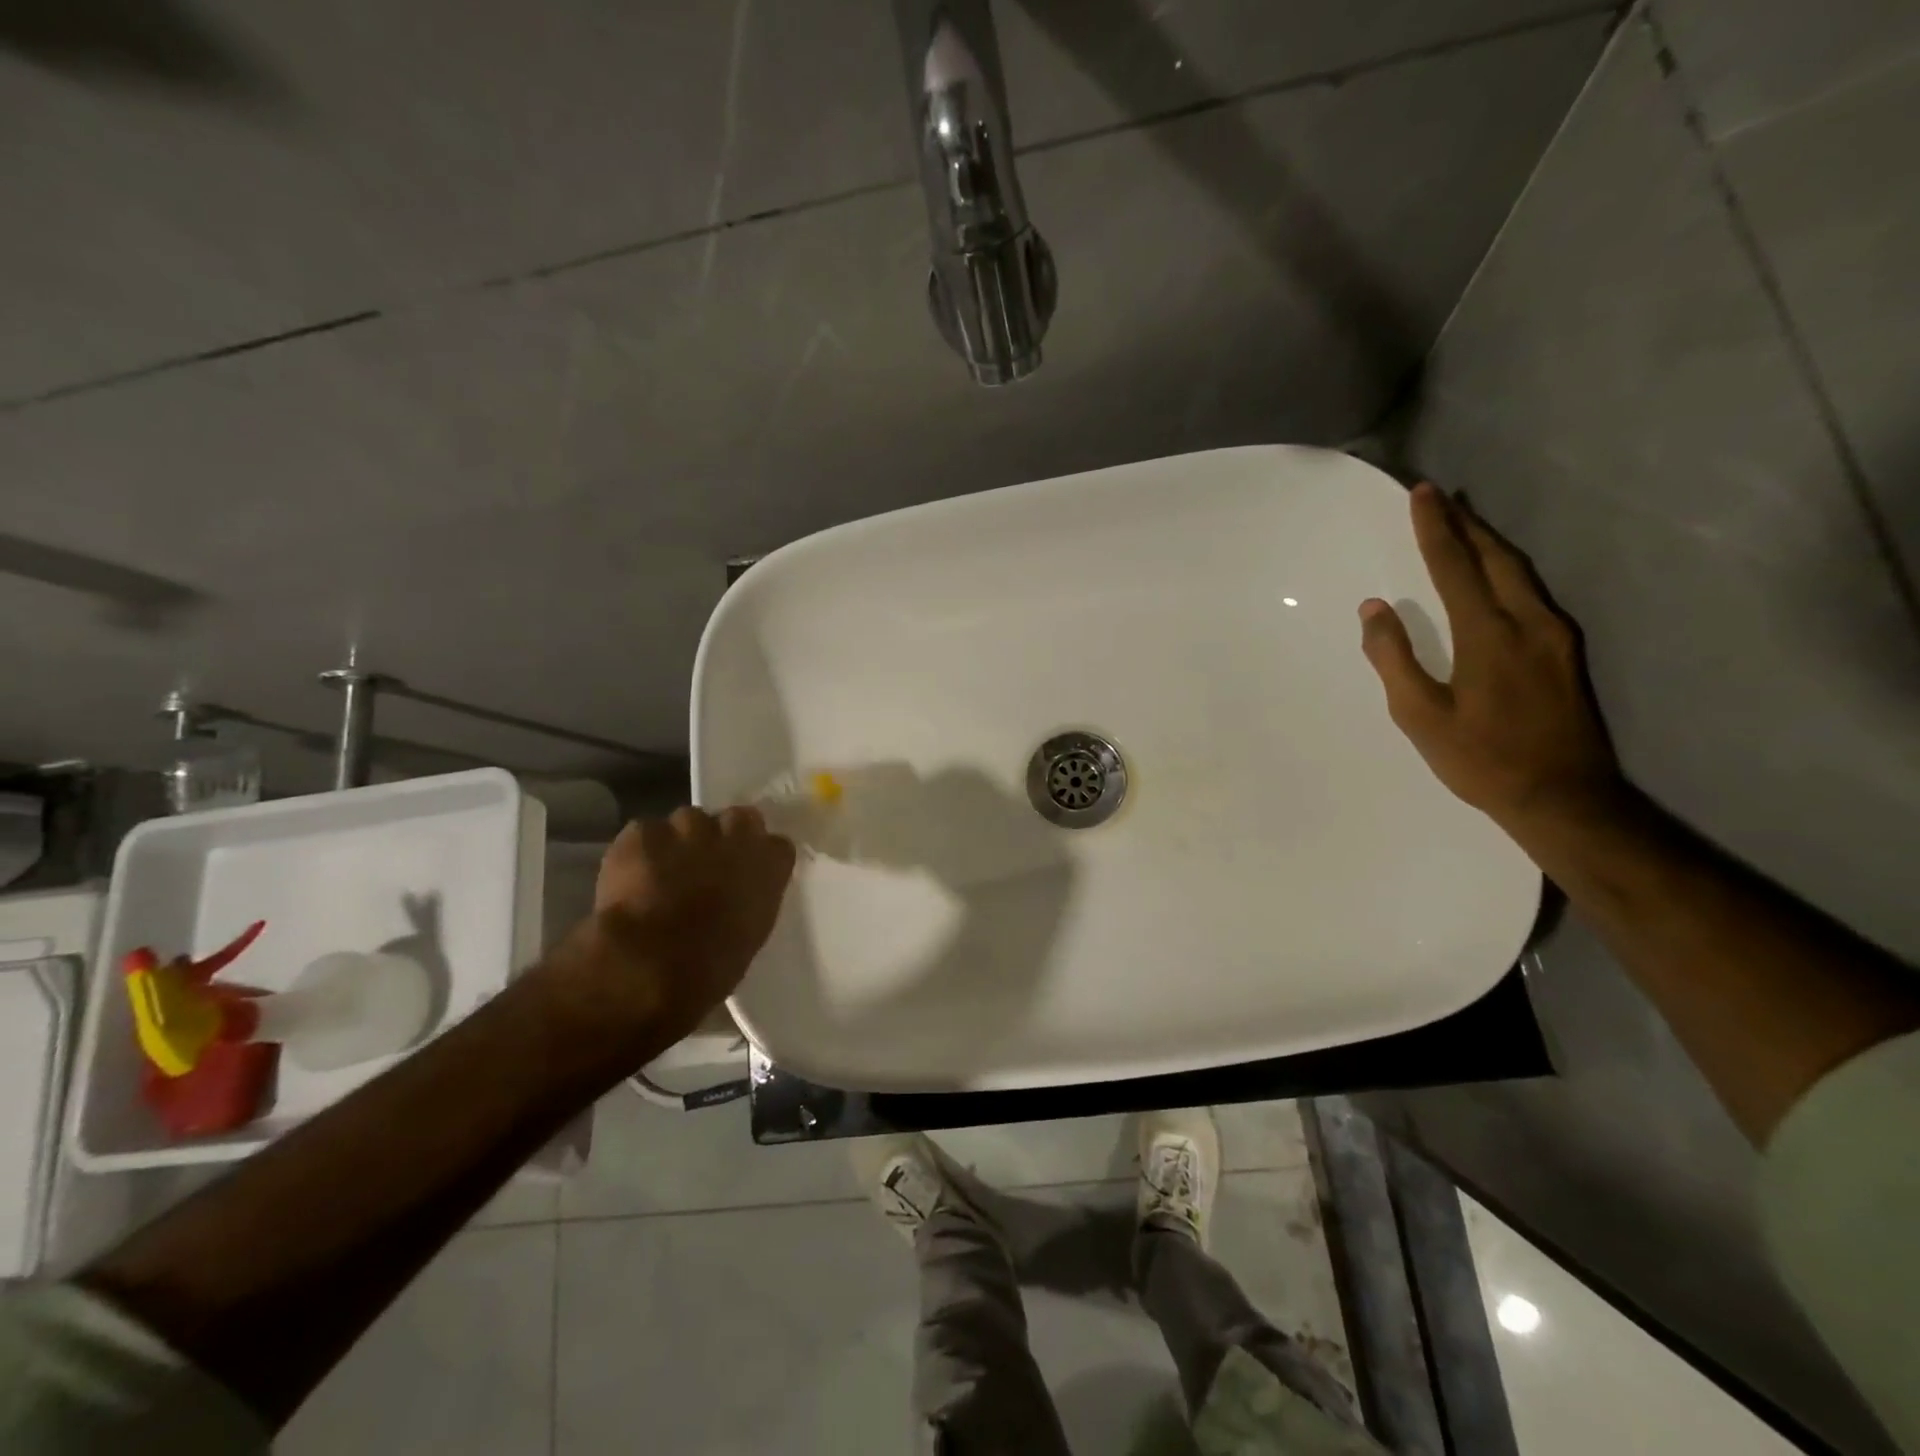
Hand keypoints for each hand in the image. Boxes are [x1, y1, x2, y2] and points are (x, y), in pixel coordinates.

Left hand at [559, 806, 795, 1047]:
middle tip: (705, 864)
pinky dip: (638, 852)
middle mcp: (734, 835)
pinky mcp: (642, 833)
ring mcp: (687, 827)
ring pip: (687, 821)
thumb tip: (735, 901)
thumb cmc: (711, 966)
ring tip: (661, 872)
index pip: (776, 846)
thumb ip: (749, 902)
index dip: (758, 857)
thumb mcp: (750, 935)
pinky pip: (643, 833)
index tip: (746, 874)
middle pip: (737, 818)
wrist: (650, 964)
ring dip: (679, 842)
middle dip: (724, 835)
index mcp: (768, 865)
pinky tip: (629, 877)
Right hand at [1359, 483, 1623, 833]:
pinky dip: (1505, 570)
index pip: (1455, 567)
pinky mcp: (1566, 651)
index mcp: (1488, 635)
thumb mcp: (1420, 715)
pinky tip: (1494, 574)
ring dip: (1488, 543)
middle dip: (1466, 524)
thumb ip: (1394, 658)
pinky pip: (1532, 592)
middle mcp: (1529, 622)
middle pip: (1495, 558)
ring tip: (1464, 525)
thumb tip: (1374, 608)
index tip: (1421, 495)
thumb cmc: (1480, 759)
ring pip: (1520, 572)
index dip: (1435, 529)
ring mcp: (1556, 635)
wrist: (1563, 797)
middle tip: (1441, 499)